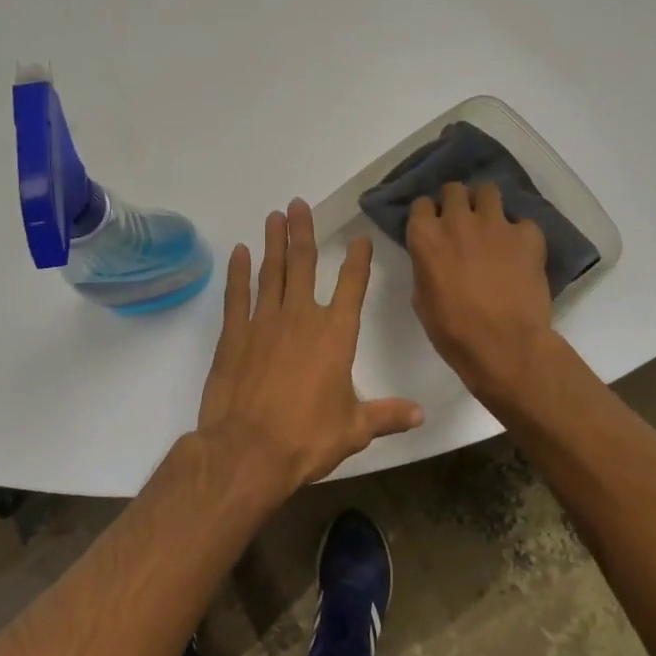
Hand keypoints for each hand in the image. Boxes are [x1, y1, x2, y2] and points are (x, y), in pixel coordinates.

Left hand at [196, 199, 423, 490]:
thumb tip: (421, 414)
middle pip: (304, 264)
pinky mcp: (234, 335)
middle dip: (303, 232)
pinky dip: (239, 273)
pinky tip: (240, 252)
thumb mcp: (354, 430)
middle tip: (298, 204)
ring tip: (275, 216)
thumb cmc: (307, 439)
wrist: (248, 451)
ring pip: (271, 272)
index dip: (358, 260)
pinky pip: (237, 295)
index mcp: (335, 335)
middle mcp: (301, 318)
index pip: (352, 287)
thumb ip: (386, 416)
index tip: (360, 238)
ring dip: (274, 243)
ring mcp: (264, 322)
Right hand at [406, 183, 553, 399]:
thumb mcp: (422, 299)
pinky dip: (520, 234)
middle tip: (463, 222)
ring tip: (492, 225)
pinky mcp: (528, 235)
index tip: (434, 227)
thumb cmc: (452, 330)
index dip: (429, 215)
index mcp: (425, 236)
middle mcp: (457, 220)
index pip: (421, 204)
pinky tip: (521, 252)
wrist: (504, 345)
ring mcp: (495, 224)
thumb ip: (426, 268)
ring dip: (487, 205)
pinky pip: (523, 222)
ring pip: (489, 191)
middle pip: (454, 189)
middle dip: (457, 201)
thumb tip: (435, 262)